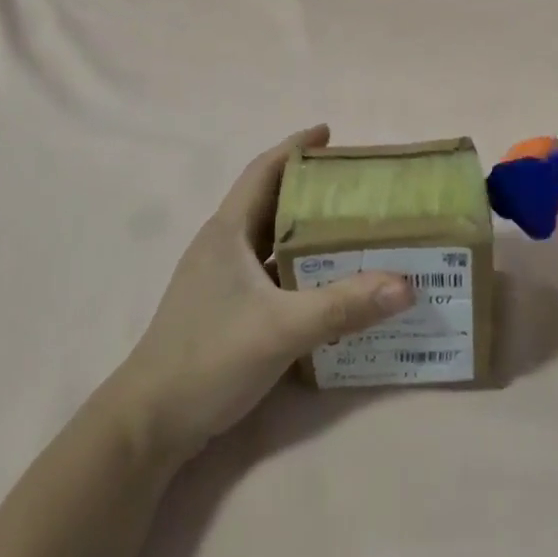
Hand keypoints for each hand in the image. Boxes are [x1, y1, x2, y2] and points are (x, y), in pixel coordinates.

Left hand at [103, 127, 414, 460]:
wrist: (150, 423)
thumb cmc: (208, 358)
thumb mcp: (281, 328)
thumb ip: (344, 305)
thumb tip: (407, 284)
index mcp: (227, 233)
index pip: (263, 172)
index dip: (295, 148)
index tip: (331, 133)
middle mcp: (224, 248)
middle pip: (273, 204)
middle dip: (314, 191)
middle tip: (362, 189)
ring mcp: (224, 282)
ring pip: (274, 243)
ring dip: (310, 234)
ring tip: (358, 231)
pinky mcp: (229, 312)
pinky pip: (275, 277)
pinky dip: (305, 272)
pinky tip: (335, 285)